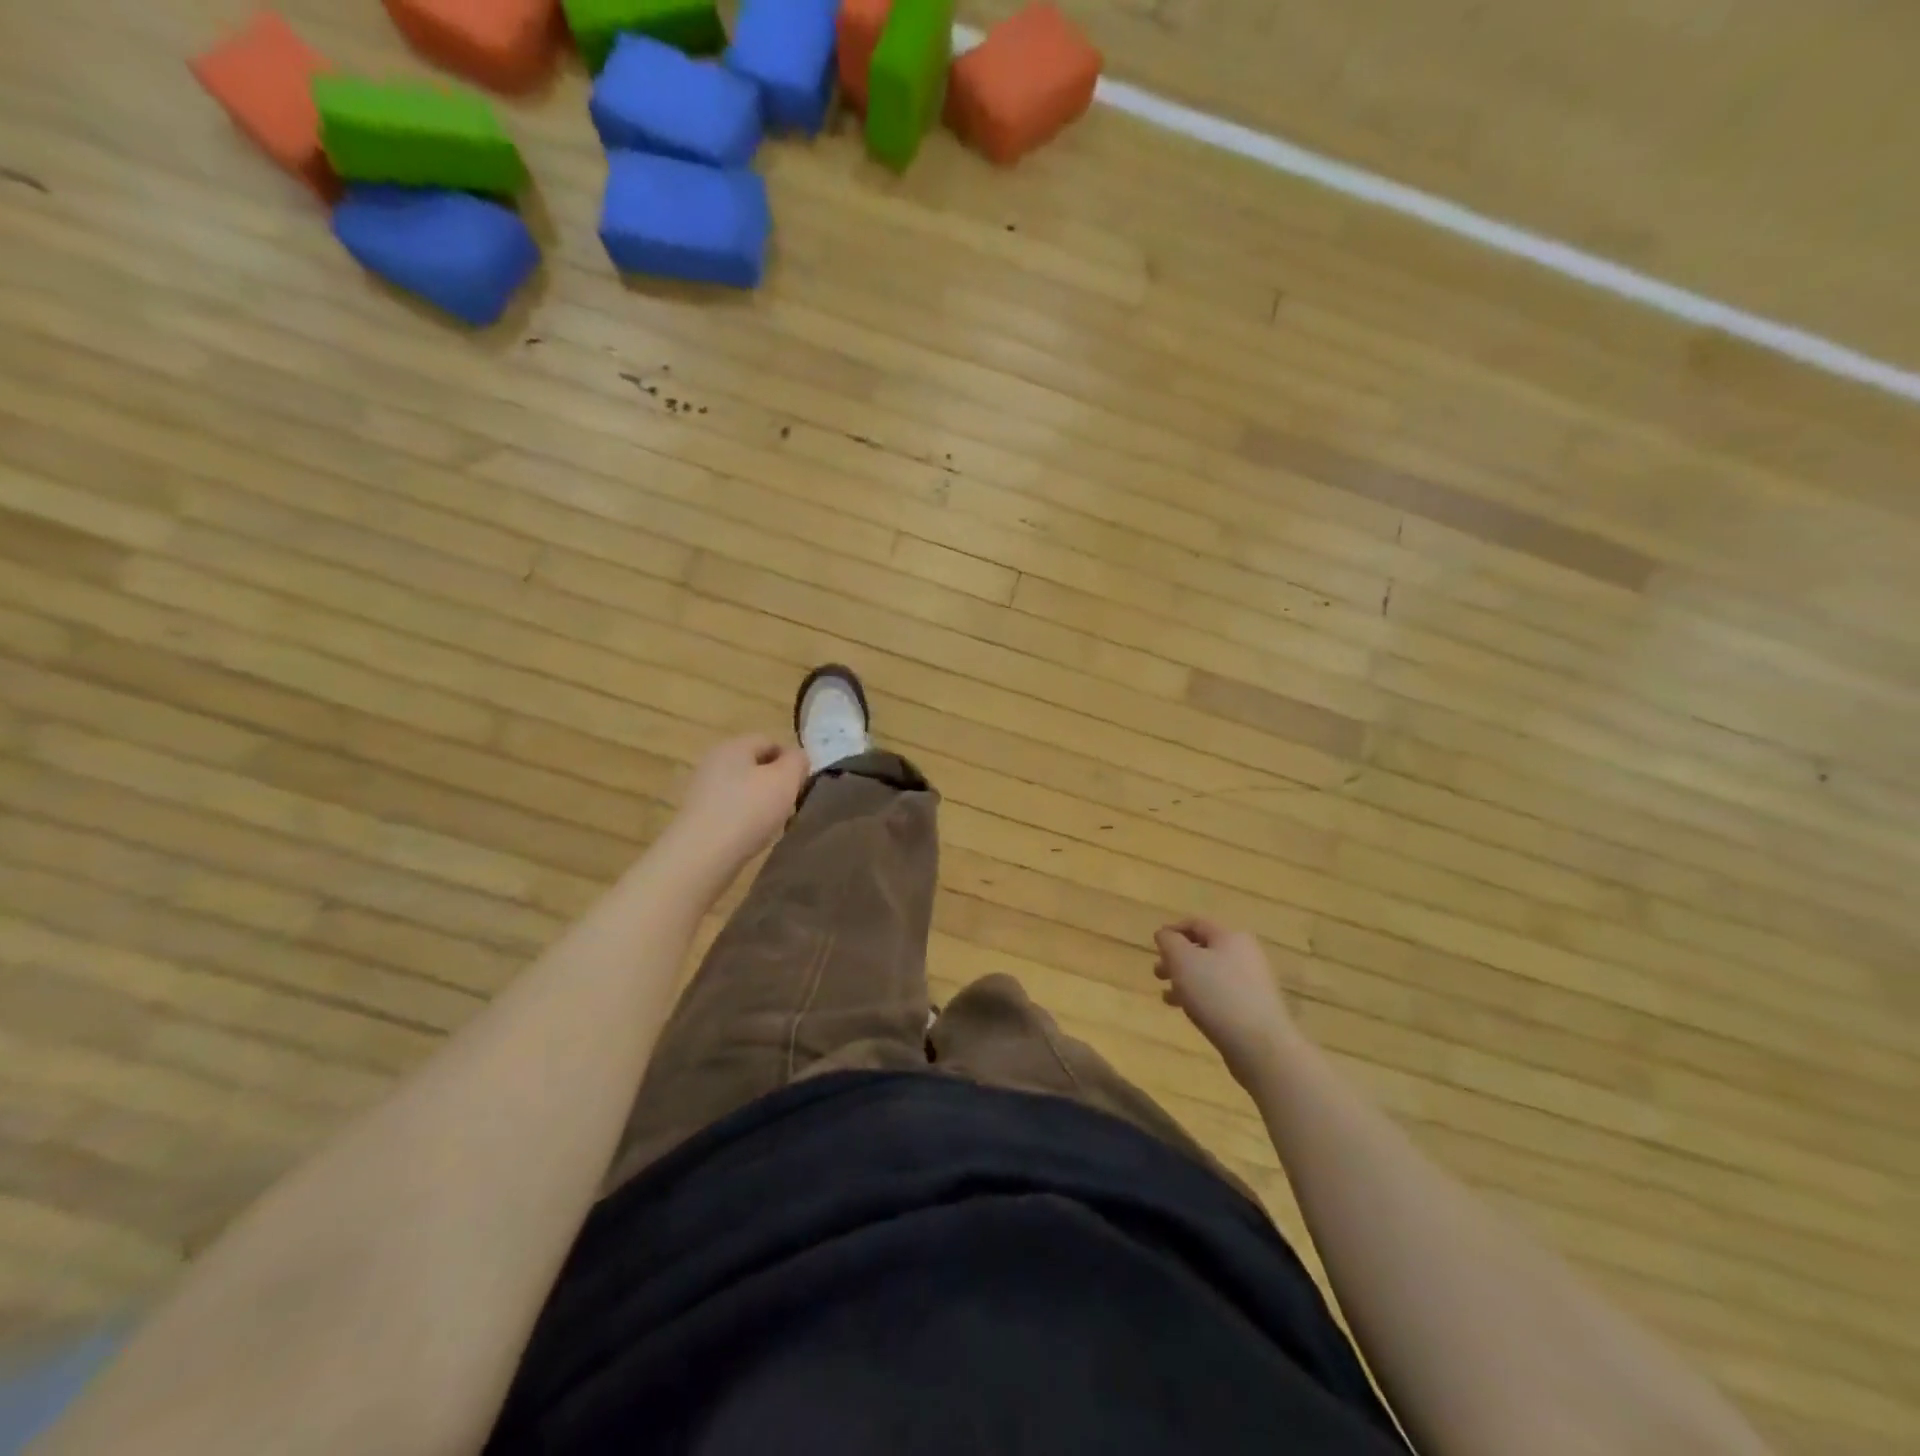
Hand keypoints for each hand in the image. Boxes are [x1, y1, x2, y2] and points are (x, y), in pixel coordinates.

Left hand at [672, 734, 809, 875]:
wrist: (702, 856)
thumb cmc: (748, 811)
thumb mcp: (786, 780)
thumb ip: (798, 761)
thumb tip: (796, 758)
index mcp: (734, 745)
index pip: (770, 741)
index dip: (791, 760)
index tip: (802, 785)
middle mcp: (714, 761)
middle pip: (756, 766)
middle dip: (777, 784)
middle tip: (791, 805)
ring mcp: (702, 789)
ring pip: (745, 789)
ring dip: (763, 804)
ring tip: (774, 825)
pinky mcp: (698, 815)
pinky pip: (732, 809)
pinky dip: (746, 820)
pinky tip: (753, 837)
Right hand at [1154, 918, 1300, 1084]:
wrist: (1259, 1045)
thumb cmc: (1216, 994)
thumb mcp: (1182, 961)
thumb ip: (1169, 942)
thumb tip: (1165, 934)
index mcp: (1230, 937)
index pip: (1196, 924)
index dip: (1173, 930)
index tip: (1155, 945)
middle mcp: (1245, 955)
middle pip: (1204, 950)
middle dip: (1177, 960)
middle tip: (1158, 974)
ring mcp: (1253, 983)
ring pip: (1211, 974)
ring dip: (1186, 981)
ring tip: (1168, 997)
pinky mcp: (1254, 1008)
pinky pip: (1221, 995)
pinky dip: (1201, 998)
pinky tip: (1188, 1012)